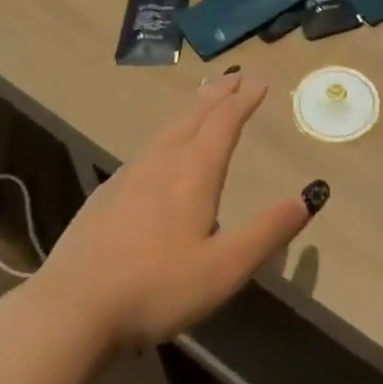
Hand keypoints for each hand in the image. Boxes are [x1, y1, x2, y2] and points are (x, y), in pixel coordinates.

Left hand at [38, 71, 325, 348]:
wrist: (73, 307)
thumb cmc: (157, 287)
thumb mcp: (225, 267)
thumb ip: (268, 231)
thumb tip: (309, 196)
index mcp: (195, 171)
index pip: (225, 122)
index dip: (244, 100)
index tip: (259, 83)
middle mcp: (163, 160)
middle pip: (195, 115)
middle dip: (218, 94)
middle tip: (234, 76)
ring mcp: (130, 174)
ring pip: (168, 129)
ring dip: (191, 110)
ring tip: (202, 102)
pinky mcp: (106, 194)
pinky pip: (146, 149)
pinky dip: (166, 136)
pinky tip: (159, 153)